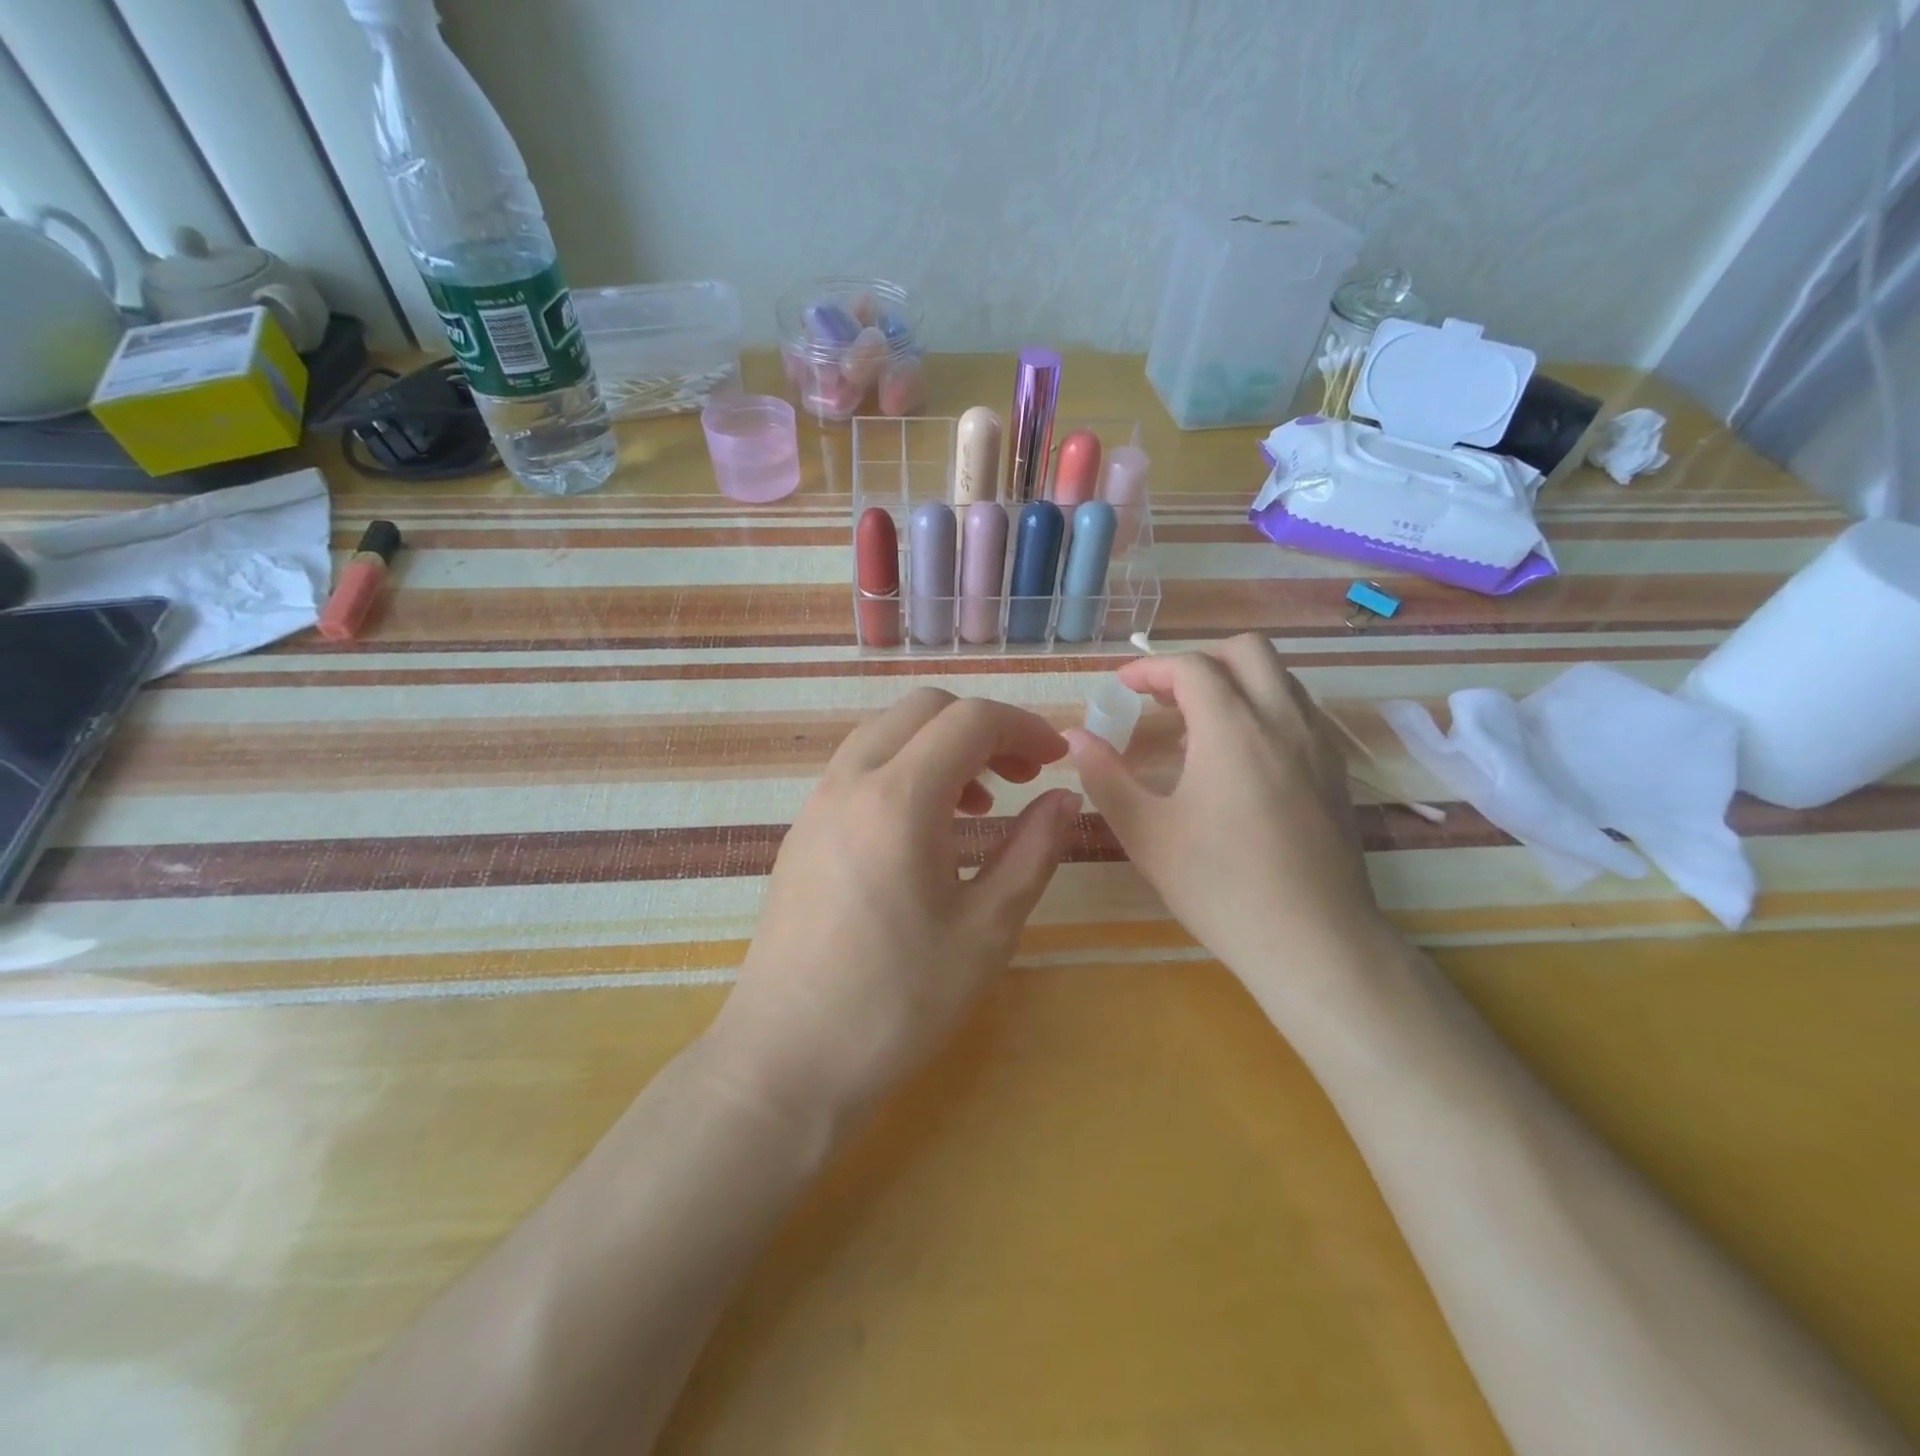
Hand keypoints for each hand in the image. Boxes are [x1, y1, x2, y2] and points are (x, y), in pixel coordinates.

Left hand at [707, 689, 1079, 1132]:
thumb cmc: (898, 1003)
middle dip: (982, 727)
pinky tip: (925, 830)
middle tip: (1021, 776)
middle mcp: (850, 782)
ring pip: (886, 732)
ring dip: (940, 746)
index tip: (1056, 759)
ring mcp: (817, 803)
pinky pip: (859, 767)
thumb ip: (1033, 851)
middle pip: (923, 709)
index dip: (1024, 727)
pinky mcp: (801, 830)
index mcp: (899, 799)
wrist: (787, 1059)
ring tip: (978, 805)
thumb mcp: (986, 930)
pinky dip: (903, 769)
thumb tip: (1064, 798)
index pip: (970, 720)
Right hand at [1065, 633, 1387, 985]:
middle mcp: (1283, 720)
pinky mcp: (1336, 772)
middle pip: (1247, 650)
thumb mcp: (1146, 832)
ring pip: (1279, 678)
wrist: (1314, 941)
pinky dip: (1263, 709)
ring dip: (1234, 683)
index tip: (1123, 688)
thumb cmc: (1219, 886)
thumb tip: (1074, 738)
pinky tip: (1239, 760)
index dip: (1150, 668)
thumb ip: (1105, 776)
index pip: (1192, 666)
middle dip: (1199, 660)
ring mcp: (1319, 744)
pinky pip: (1298, 712)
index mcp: (1233, 728)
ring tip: (1195, 729)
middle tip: (1163, 698)